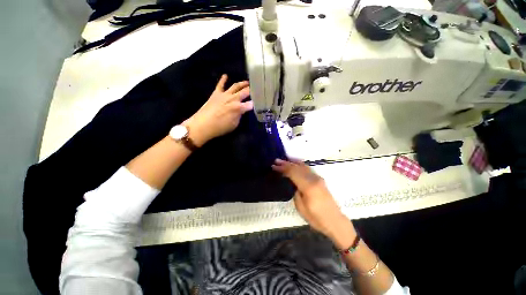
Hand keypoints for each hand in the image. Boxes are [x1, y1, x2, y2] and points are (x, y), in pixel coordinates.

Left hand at [184, 74, 252, 145]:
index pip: (250, 104)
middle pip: (245, 92)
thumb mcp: (234, 124)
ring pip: (235, 86)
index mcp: (239, 108)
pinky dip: (223, 79)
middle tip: (256, 88)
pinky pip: (220, 85)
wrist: (203, 124)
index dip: (256, 103)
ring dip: (242, 83)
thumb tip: (242, 110)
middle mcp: (233, 99)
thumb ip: (239, 116)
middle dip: (251, 90)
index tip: (260, 102)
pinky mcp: (216, 93)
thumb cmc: (220, 127)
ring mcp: (224, 94)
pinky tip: (225, 75)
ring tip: (247, 82)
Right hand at [272, 159, 356, 248]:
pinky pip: (307, 169)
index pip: (293, 172)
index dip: (282, 168)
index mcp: (308, 186)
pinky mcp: (320, 179)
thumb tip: (293, 183)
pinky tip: (295, 163)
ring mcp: (318, 178)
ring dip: (292, 162)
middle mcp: (314, 179)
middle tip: (276, 161)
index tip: (274, 166)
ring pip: (303, 166)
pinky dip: (299, 165)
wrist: (335, 221)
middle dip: (286, 163)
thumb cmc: (316, 218)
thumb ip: (295, 192)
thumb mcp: (301, 207)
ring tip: (284, 160)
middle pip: (297, 167)